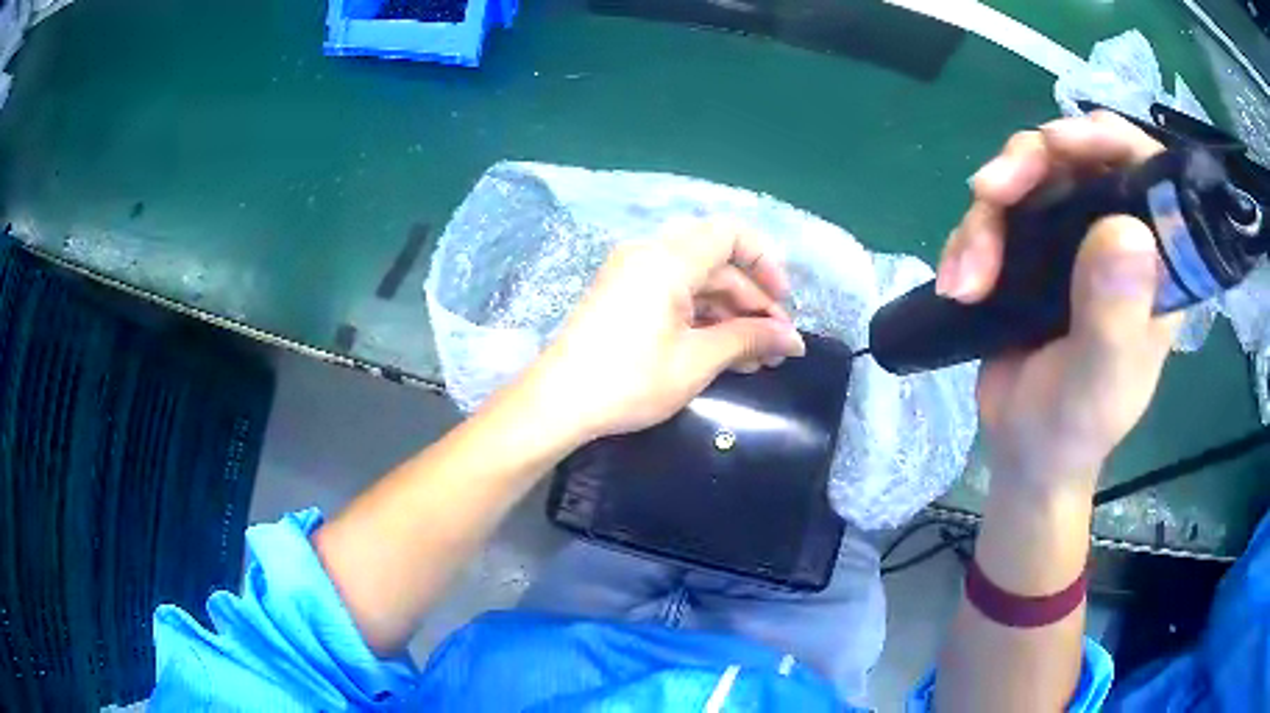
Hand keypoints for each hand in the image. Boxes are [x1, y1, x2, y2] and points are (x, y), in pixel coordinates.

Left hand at [522, 219, 805, 442]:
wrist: (557, 403)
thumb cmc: (629, 380)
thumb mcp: (696, 361)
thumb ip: (749, 340)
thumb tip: (795, 341)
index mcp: (667, 259)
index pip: (730, 234)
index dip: (764, 263)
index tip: (781, 303)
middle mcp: (649, 254)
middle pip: (716, 262)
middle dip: (751, 301)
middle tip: (776, 345)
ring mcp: (633, 275)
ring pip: (697, 282)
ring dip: (730, 315)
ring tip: (757, 359)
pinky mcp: (624, 296)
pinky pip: (674, 295)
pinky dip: (702, 319)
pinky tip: (725, 354)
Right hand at [937, 112, 1181, 488]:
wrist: (1025, 451)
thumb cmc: (1073, 428)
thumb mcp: (1100, 382)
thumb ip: (1116, 315)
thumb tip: (1125, 231)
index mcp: (1153, 263)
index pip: (1143, 169)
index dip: (1104, 139)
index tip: (1058, 145)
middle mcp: (1115, 236)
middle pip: (1074, 156)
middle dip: (1027, 165)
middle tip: (990, 192)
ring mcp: (1071, 238)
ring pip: (1028, 178)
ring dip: (987, 215)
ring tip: (967, 277)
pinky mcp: (1031, 249)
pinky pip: (996, 213)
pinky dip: (969, 238)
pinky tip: (957, 283)